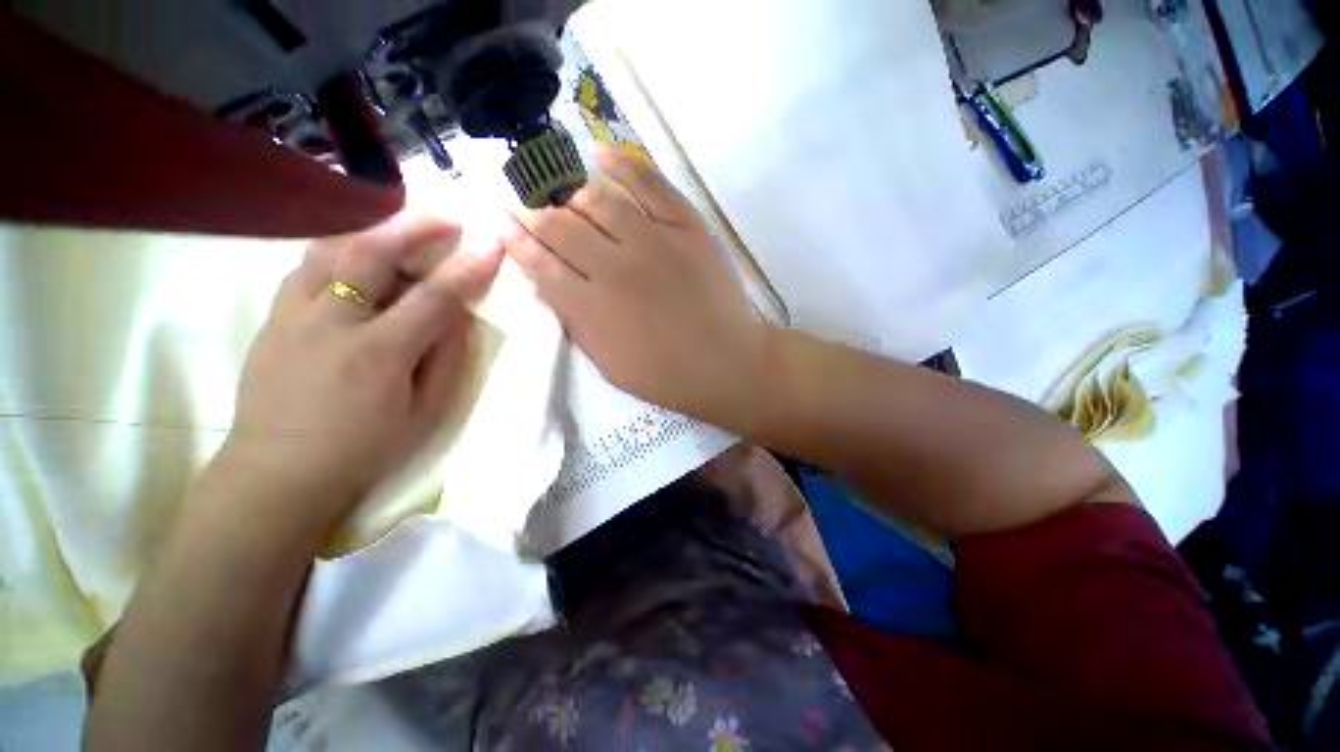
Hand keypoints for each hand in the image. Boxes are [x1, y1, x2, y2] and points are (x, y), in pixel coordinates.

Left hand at [220, 213, 502, 526]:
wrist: (278, 471)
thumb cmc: (364, 447)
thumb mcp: (424, 412)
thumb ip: (445, 358)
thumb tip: (456, 315)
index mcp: (378, 353)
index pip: (433, 297)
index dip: (467, 268)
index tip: (492, 244)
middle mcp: (330, 322)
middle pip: (372, 254)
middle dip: (415, 227)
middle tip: (447, 216)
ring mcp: (291, 314)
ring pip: (331, 248)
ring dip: (374, 230)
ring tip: (402, 226)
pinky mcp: (271, 316)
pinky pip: (308, 266)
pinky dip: (340, 249)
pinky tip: (357, 253)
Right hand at [503, 147, 766, 423]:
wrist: (726, 363)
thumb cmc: (665, 375)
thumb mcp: (607, 363)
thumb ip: (574, 321)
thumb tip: (545, 283)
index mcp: (590, 307)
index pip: (539, 263)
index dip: (515, 239)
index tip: (501, 222)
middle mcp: (614, 267)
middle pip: (560, 226)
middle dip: (535, 213)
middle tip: (527, 206)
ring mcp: (653, 241)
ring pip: (597, 200)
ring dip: (571, 195)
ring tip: (564, 196)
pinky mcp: (687, 227)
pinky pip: (649, 183)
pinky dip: (621, 163)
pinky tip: (599, 154)